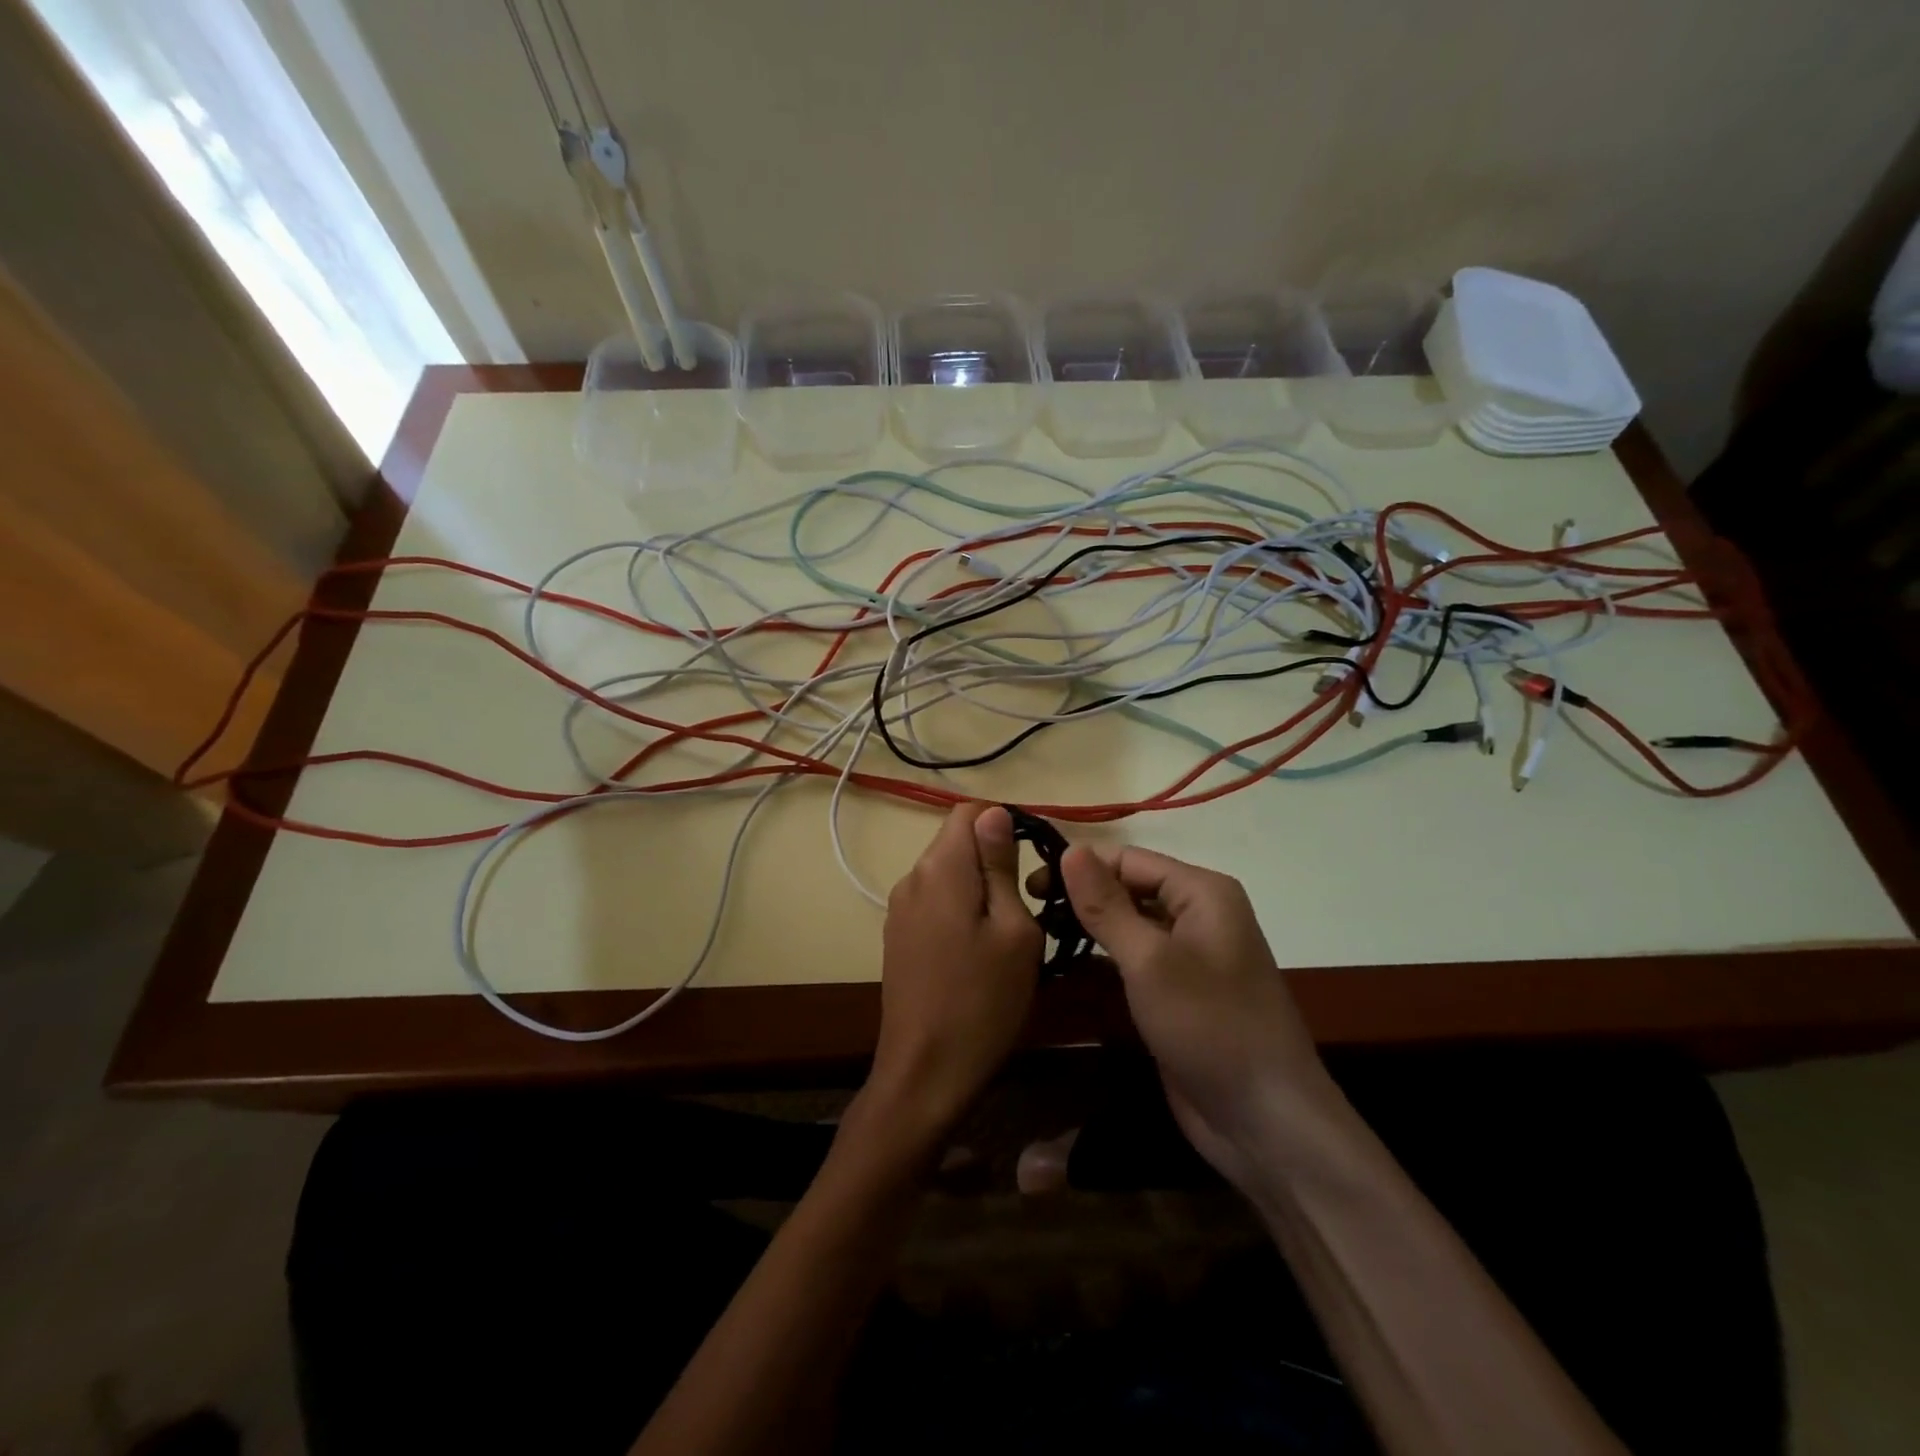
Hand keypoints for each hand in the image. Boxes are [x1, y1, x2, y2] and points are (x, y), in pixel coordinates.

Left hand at [866, 804, 1043, 1150]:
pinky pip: (934, 901)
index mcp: (941, 867)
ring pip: (947, 873)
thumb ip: (1001, 865)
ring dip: (978, 886)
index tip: (1033, 859)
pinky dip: (960, 908)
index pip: (969, 812)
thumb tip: (995, 813)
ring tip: (1007, 930)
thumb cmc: (984, 1000)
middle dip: (993, 857)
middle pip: (956, 841)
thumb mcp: (1014, 930)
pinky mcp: (897, 935)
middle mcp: (912, 876)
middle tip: (1029, 901)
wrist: (926, 1072)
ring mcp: (899, 908)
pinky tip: (978, 949)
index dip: (1004, 823)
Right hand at [1055, 845, 1335, 1193]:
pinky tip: (1064, 966)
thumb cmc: (1210, 1027)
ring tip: (1036, 935)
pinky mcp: (1176, 992)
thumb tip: (1071, 849)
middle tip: (1027, 912)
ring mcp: (1188, 956)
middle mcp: (1198, 914)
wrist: (1266, 1123)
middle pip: (1129, 888)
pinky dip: (1102, 959)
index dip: (1080, 866)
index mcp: (1202, 892)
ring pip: (1129, 924)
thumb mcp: (1150, 961)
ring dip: (1088, 928)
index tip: (1028, 886)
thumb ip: (1107, 905)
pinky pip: (1134, 960)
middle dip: (1082, 896)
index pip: (1129, 859)